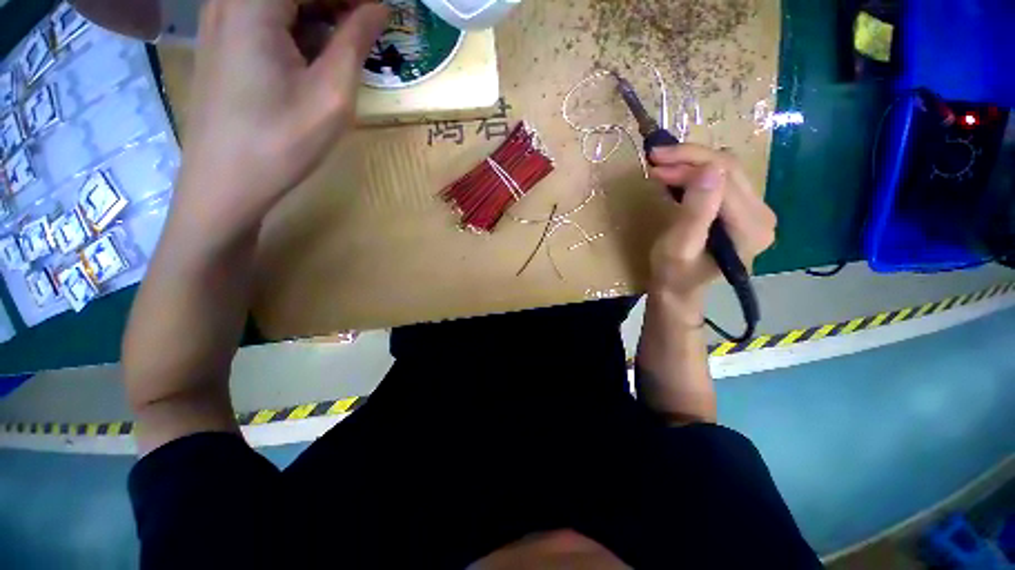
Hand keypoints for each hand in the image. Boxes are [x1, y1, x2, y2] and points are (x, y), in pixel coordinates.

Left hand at [172, 0, 387, 250]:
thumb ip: (354, 42)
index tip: (382, 13)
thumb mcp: (330, 95)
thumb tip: (379, 7)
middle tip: (370, 28)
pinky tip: (317, 53)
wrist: (225, 183)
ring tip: (350, 42)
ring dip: (320, 13)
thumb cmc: (280, 143)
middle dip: (339, 4)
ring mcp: (221, 18)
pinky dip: (299, 25)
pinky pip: (266, 15)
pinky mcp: (222, 39)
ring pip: (281, 2)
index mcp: (253, 3)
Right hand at [647, 144, 776, 312]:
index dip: (689, 164)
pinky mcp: (746, 210)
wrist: (678, 290)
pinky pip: (725, 179)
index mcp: (750, 228)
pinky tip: (678, 176)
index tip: (654, 162)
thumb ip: (696, 212)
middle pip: (730, 168)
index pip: (724, 178)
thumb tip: (710, 169)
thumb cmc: (673, 274)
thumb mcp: (678, 247)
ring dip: (693, 163)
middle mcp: (763, 216)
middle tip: (655, 159)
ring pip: (728, 169)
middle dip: (690, 158)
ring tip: (663, 166)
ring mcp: (757, 212)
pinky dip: (698, 172)